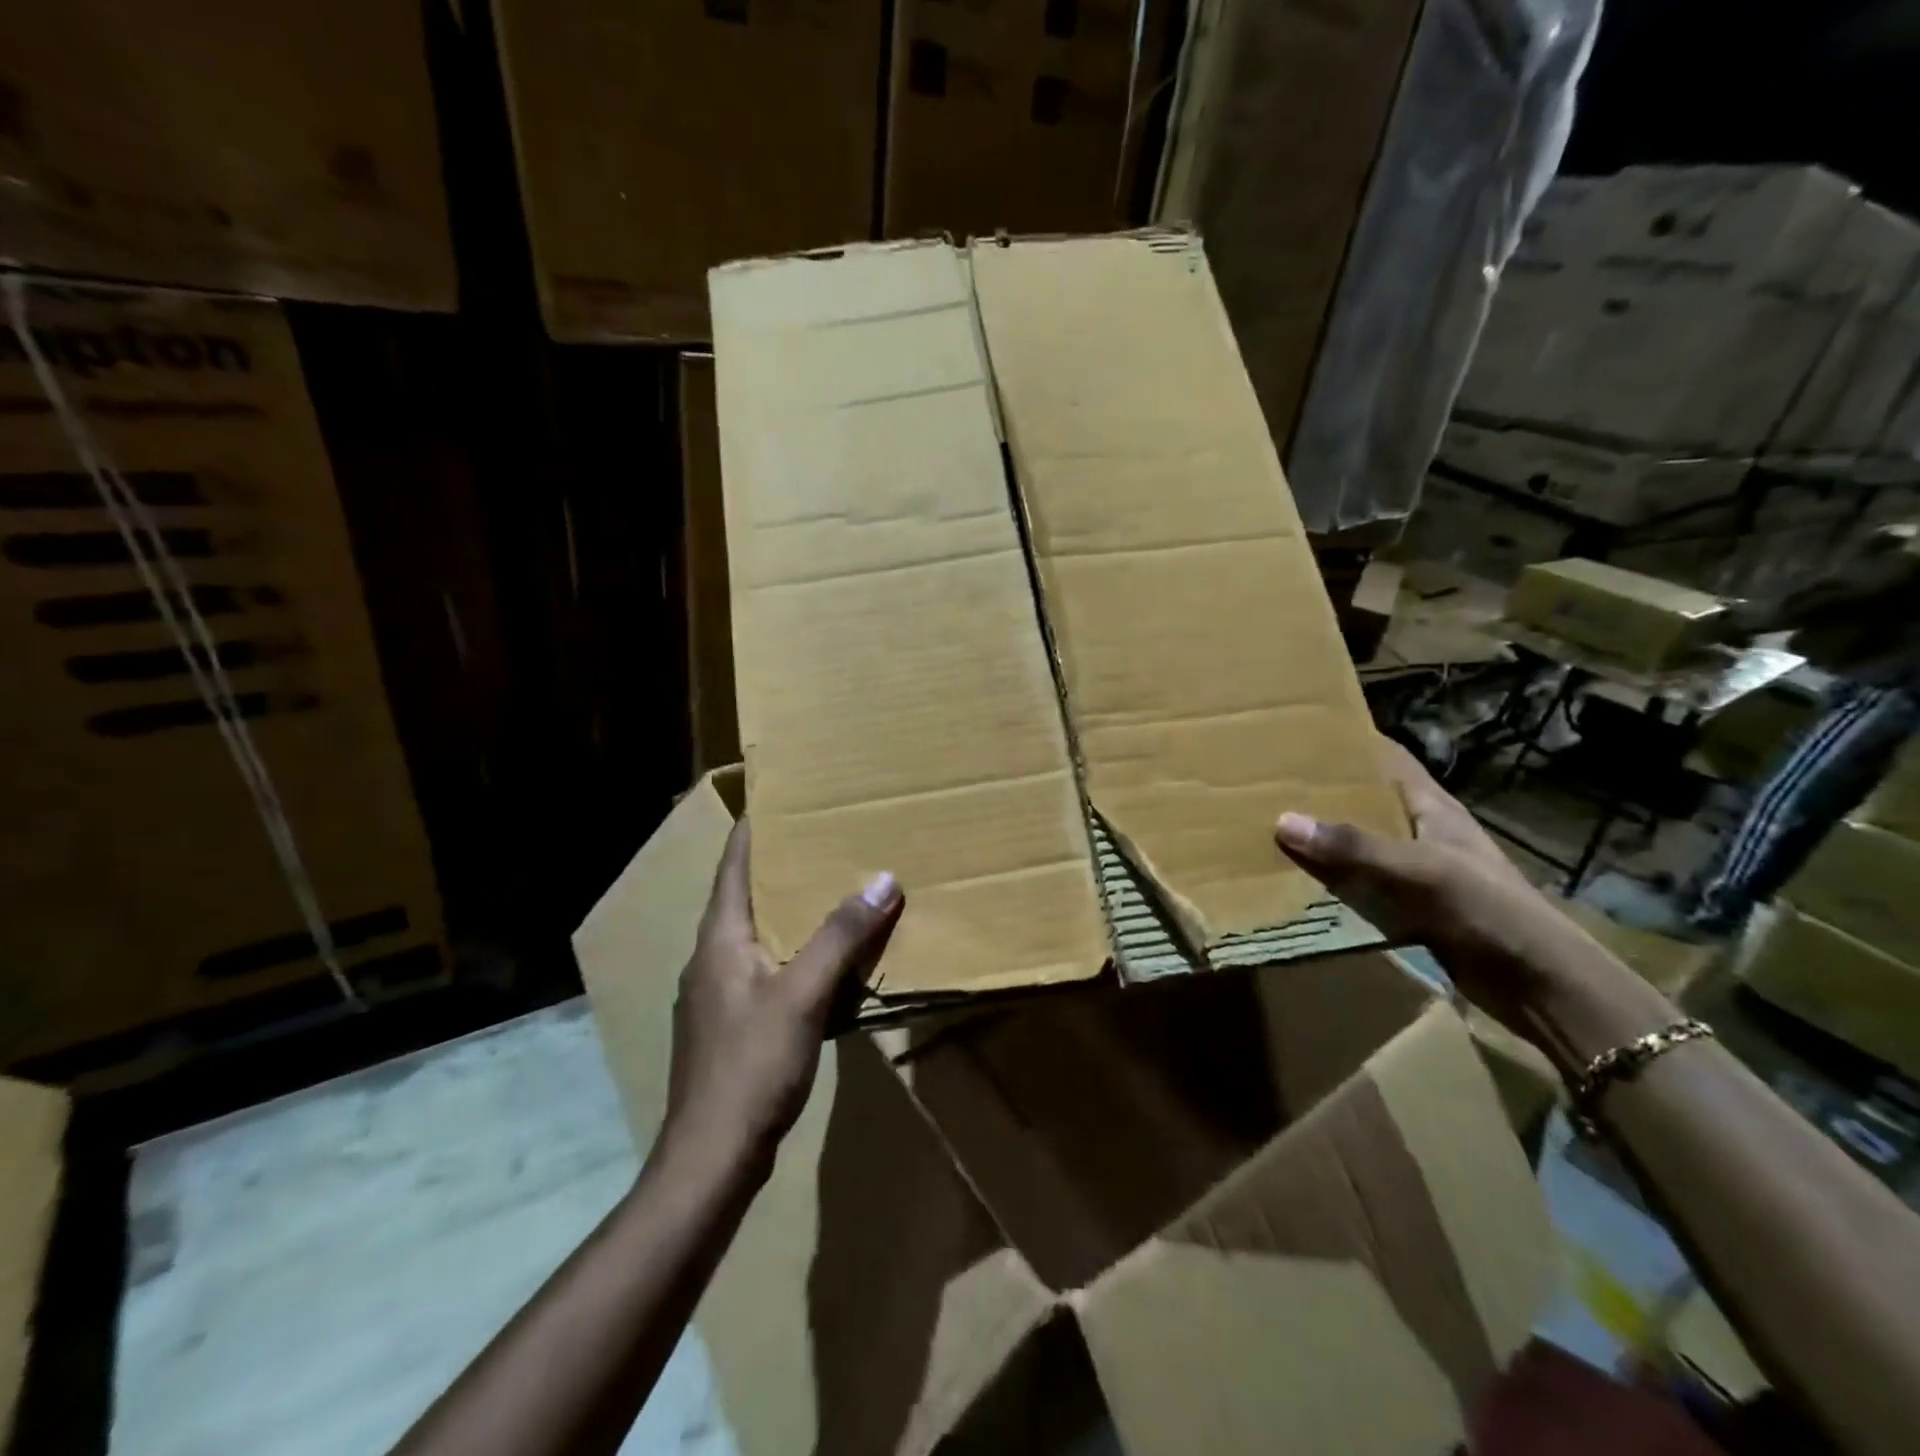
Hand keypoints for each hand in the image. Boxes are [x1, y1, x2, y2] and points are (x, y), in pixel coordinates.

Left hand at [662, 821, 903, 1172]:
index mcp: (719, 939)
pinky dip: (793, 951)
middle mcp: (711, 958)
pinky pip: (765, 969)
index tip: (781, 799)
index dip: (754, 830)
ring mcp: (717, 995)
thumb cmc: (750, 1066)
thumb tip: (882, 879)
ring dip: (789, 911)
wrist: (711, 1158)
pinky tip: (822, 962)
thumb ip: (840, 936)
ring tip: (830, 891)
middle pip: (745, 896)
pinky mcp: (730, 1026)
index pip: (733, 866)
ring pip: (755, 935)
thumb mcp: (802, 995)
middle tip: (824, 840)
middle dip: (781, 867)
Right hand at [1274, 738, 1600, 1028]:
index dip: (1351, 742)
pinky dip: (1331, 881)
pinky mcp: (1410, 908)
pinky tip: (1296, 882)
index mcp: (1432, 808)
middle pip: (1365, 801)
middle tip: (1267, 783)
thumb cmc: (1488, 909)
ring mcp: (1416, 872)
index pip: (1388, 759)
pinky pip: (1360, 885)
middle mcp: (1421, 832)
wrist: (1539, 983)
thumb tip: (1283, 821)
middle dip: (1322, 792)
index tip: (1301, 733)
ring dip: (1322, 840)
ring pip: (1358, 845)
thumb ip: (1355, 847)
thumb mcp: (1420, 870)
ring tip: (1268, 828)